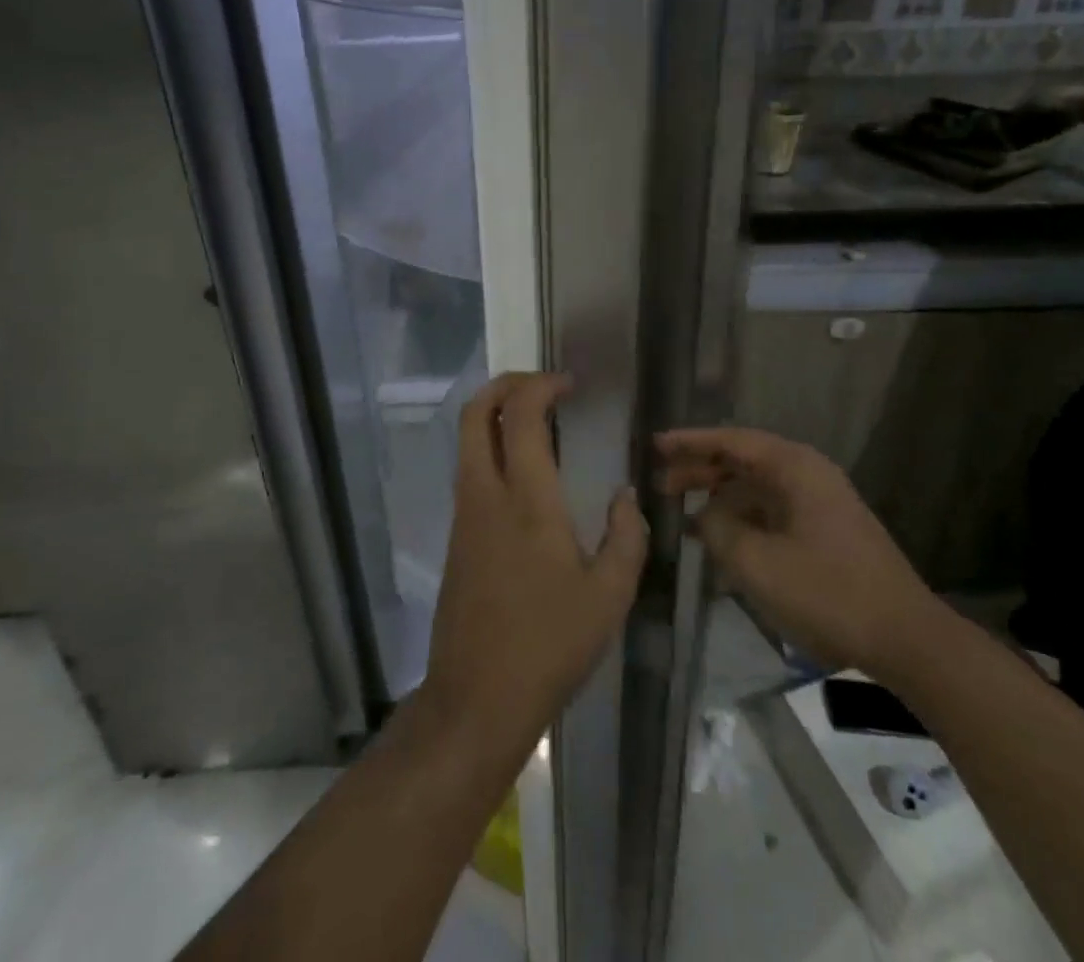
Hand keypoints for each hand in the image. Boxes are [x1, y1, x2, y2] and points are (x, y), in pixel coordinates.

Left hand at [422, 373, 647, 761]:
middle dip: (505, 384)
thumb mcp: (610, 595)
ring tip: (539, 424)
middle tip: (542, 386)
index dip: (542, 385)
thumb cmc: (549, 645)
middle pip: (475, 413)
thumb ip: (627, 536)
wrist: (476, 698)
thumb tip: (626, 496)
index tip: (570, 385)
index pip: (522, 414)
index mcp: (526, 499)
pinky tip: (525, 474)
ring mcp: (464, 514)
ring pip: (467, 440)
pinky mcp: (456, 536)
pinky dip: (492, 447)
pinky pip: (470, 470)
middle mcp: (485, 493)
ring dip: (496, 415)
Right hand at [655, 427, 945, 679]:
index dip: (690, 441)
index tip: (655, 445)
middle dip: (700, 471)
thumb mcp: (756, 562)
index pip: (732, 440)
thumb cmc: (827, 592)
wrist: (905, 639)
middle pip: (743, 461)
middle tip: (661, 484)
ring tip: (681, 511)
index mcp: (795, 468)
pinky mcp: (825, 531)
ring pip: (756, 488)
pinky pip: (771, 511)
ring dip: (719, 497)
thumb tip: (707, 516)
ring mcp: (820, 503)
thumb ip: (718, 529)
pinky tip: (719, 538)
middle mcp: (808, 474)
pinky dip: (741, 518)